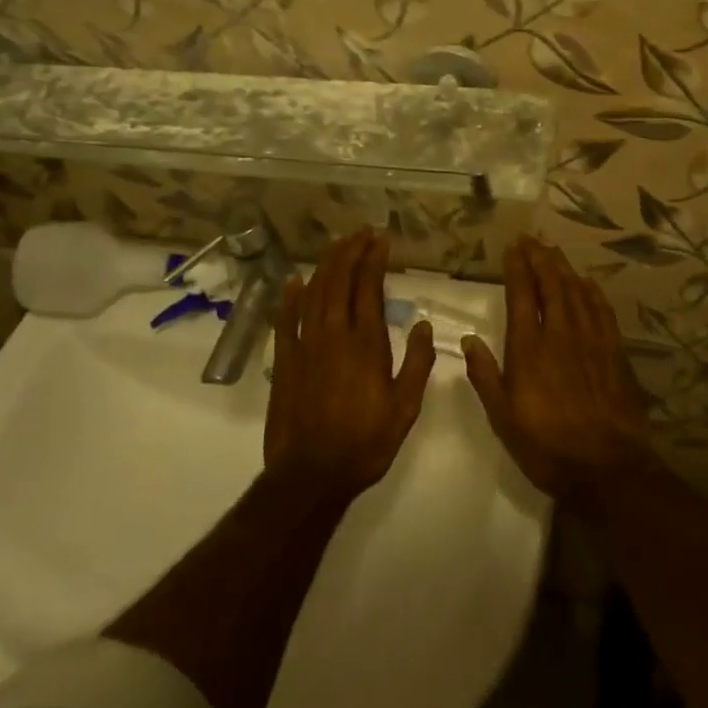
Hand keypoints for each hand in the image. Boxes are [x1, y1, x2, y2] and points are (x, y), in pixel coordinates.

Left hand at [264, 231, 436, 502]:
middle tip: (360, 234)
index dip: (374, 260)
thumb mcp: (405, 408)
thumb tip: (422, 325)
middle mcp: (334, 335)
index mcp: (366, 344)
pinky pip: (285, 320)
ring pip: (313, 293)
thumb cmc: (365, 442)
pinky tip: (294, 281)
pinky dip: (289, 297)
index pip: (369, 288)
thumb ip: (416, 364)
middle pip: (339, 281)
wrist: (311, 474)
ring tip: (336, 246)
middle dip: (350, 252)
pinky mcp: (284, 361)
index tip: (380, 241)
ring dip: (325, 265)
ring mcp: (305, 345)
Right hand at [464, 238, 653, 501]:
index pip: (521, 296)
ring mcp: (590, 340)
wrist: (605, 466)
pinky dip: (592, 292)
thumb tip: (469, 340)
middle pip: (551, 285)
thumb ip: (485, 376)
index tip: (512, 248)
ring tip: (554, 251)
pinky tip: (587, 283)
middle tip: (532, 240)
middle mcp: (560, 335)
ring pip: (576, 292)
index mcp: (529, 349)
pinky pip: (602, 311)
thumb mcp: (503, 417)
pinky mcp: (614, 352)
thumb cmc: (546, 445)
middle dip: (540, 258)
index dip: (517, 268)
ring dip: (564, 269)